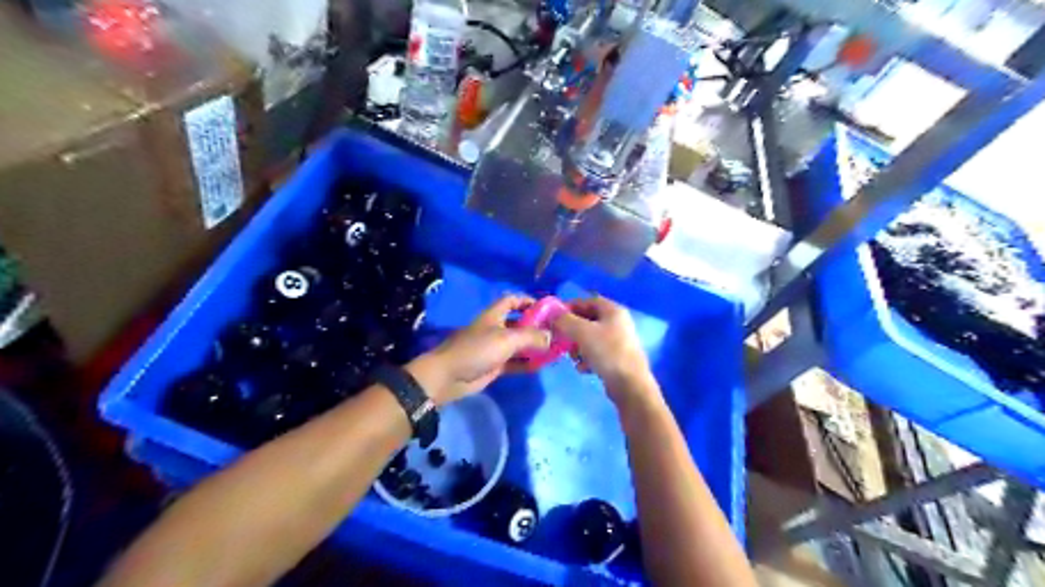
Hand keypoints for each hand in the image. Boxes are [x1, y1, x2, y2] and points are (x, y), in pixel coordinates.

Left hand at [408, 295, 549, 404]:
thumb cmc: (477, 350)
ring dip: (534, 347)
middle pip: (518, 323)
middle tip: (556, 333)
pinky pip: (514, 362)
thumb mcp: (507, 339)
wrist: (449, 376)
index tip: (546, 308)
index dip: (528, 301)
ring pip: (518, 344)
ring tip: (554, 350)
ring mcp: (494, 348)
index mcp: (494, 315)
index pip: (512, 300)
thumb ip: (531, 337)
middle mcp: (495, 329)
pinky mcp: (493, 365)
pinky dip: (526, 363)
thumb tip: (551, 336)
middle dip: (536, 326)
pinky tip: (541, 366)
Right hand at [551, 297, 654, 404]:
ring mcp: (618, 341)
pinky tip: (584, 368)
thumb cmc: (607, 352)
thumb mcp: (582, 332)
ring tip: (574, 357)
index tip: (555, 317)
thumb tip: (552, 315)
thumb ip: (564, 321)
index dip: (571, 307)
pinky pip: (596, 353)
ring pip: (590, 338)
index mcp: (613, 311)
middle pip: (588, 320)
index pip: (588, 301)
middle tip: (561, 339)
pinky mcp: (617, 358)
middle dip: (572, 330)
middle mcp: (618, 323)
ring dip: (578, 347)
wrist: (629, 384)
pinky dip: (587, 358)